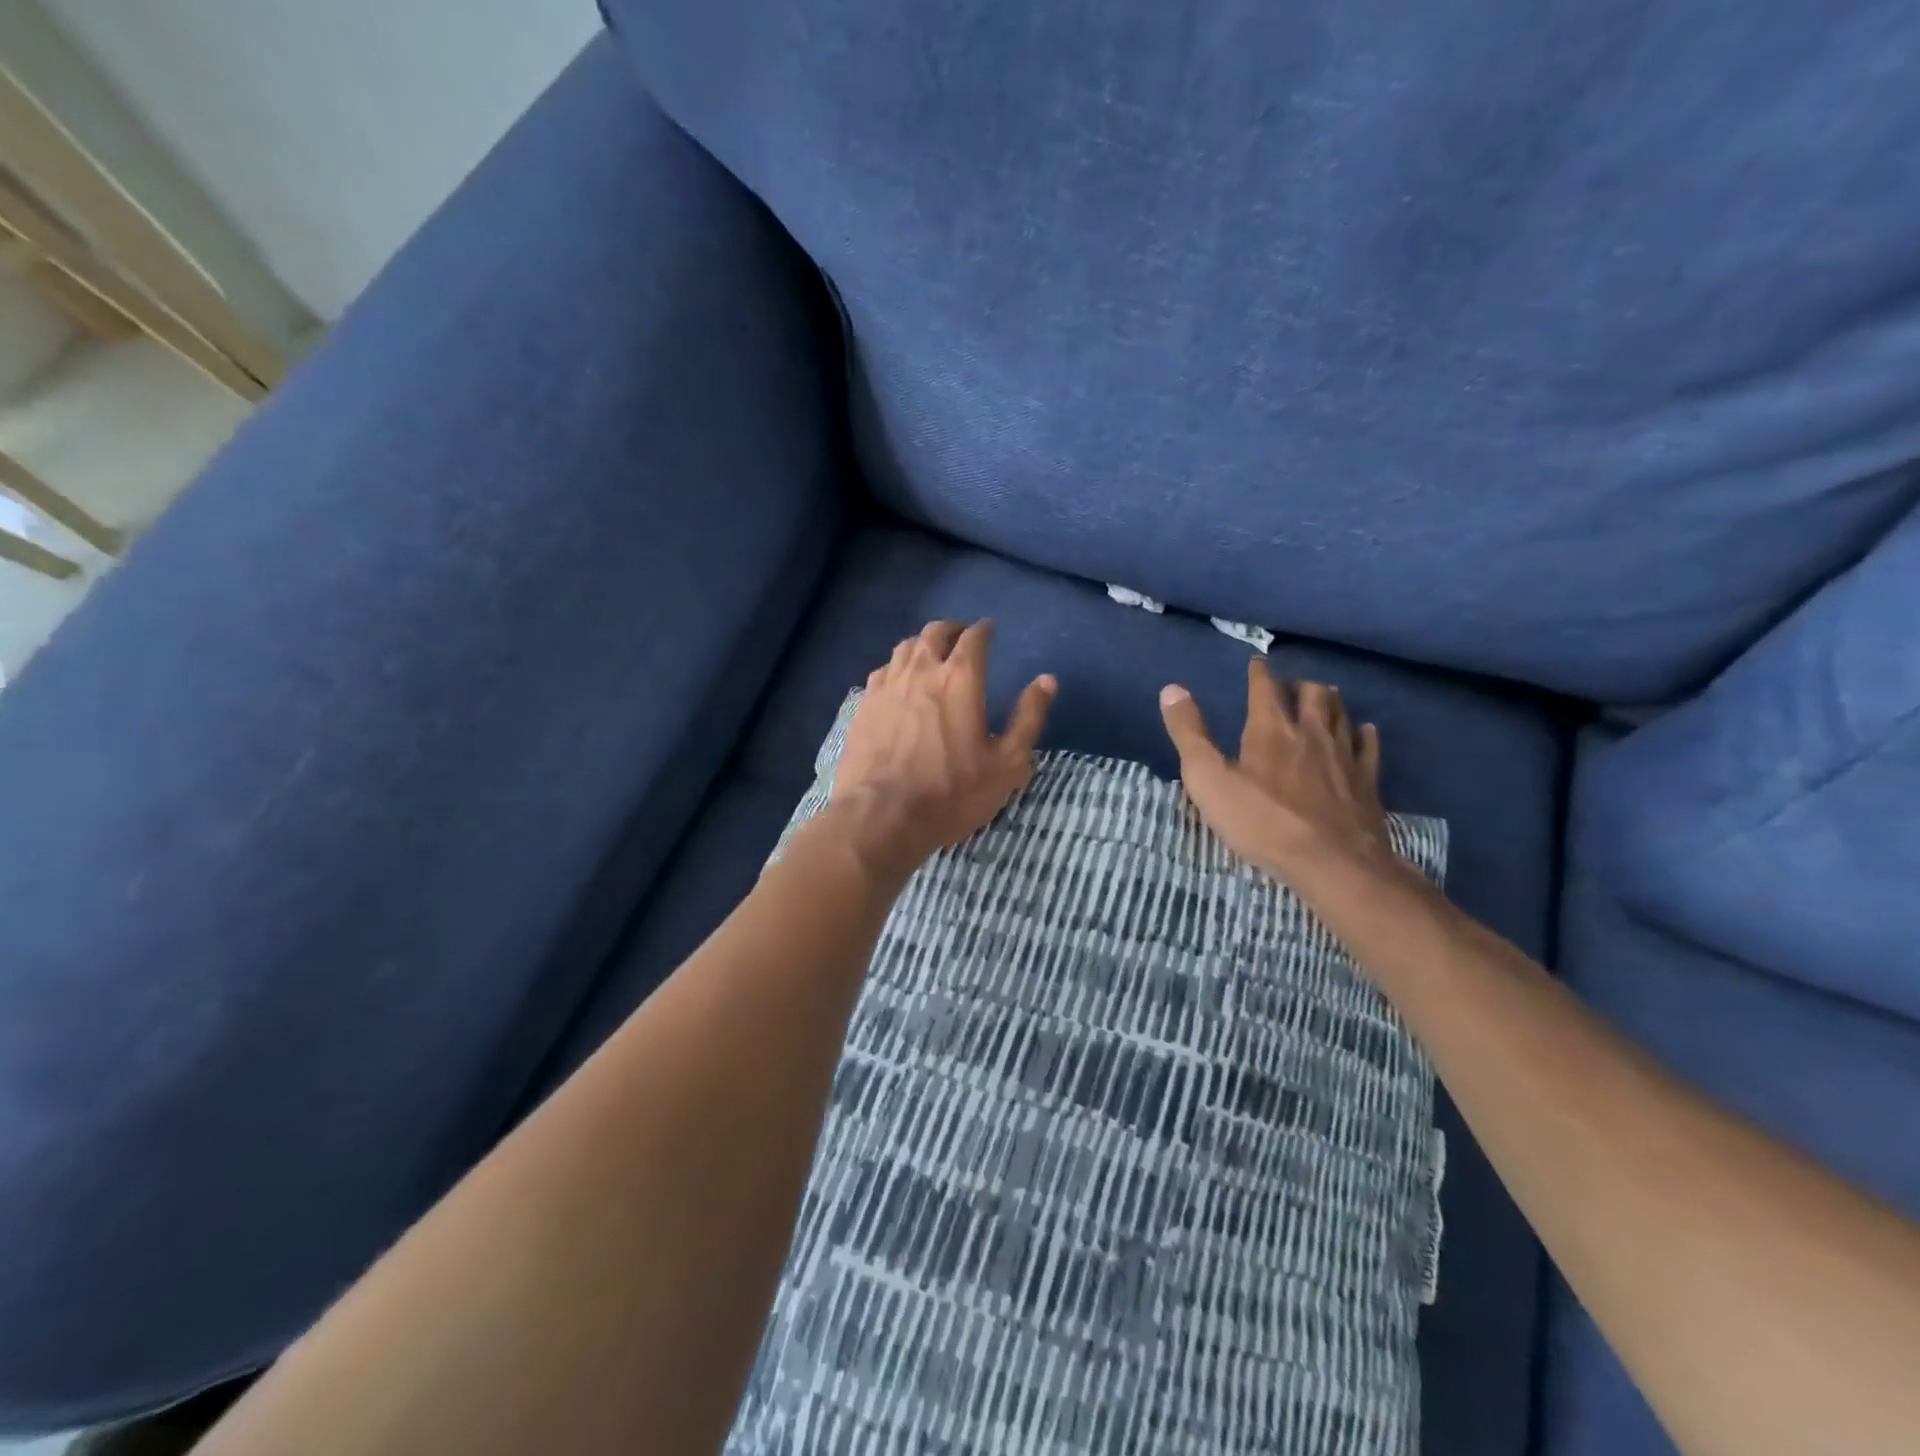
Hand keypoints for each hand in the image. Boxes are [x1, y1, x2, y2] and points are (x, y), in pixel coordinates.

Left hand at [828, 620, 1055, 872]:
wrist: (882, 815)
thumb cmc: (952, 792)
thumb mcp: (1007, 763)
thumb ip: (1028, 718)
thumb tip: (1047, 680)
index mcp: (961, 679)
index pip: (974, 638)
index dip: (984, 631)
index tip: (989, 631)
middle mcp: (922, 671)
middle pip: (935, 633)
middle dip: (952, 630)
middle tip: (961, 637)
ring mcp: (887, 686)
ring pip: (905, 647)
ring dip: (922, 644)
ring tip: (930, 653)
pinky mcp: (864, 705)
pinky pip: (882, 671)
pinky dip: (896, 667)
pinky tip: (898, 681)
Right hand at [1159, 659, 1394, 879]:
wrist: (1331, 861)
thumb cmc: (1261, 821)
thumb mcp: (1208, 779)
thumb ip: (1189, 733)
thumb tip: (1171, 689)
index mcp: (1271, 729)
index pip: (1265, 688)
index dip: (1259, 673)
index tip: (1257, 662)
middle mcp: (1311, 732)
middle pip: (1312, 694)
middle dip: (1299, 684)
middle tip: (1290, 685)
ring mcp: (1344, 755)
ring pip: (1341, 714)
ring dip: (1330, 701)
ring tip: (1324, 697)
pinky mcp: (1367, 781)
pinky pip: (1368, 746)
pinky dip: (1363, 733)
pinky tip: (1363, 731)